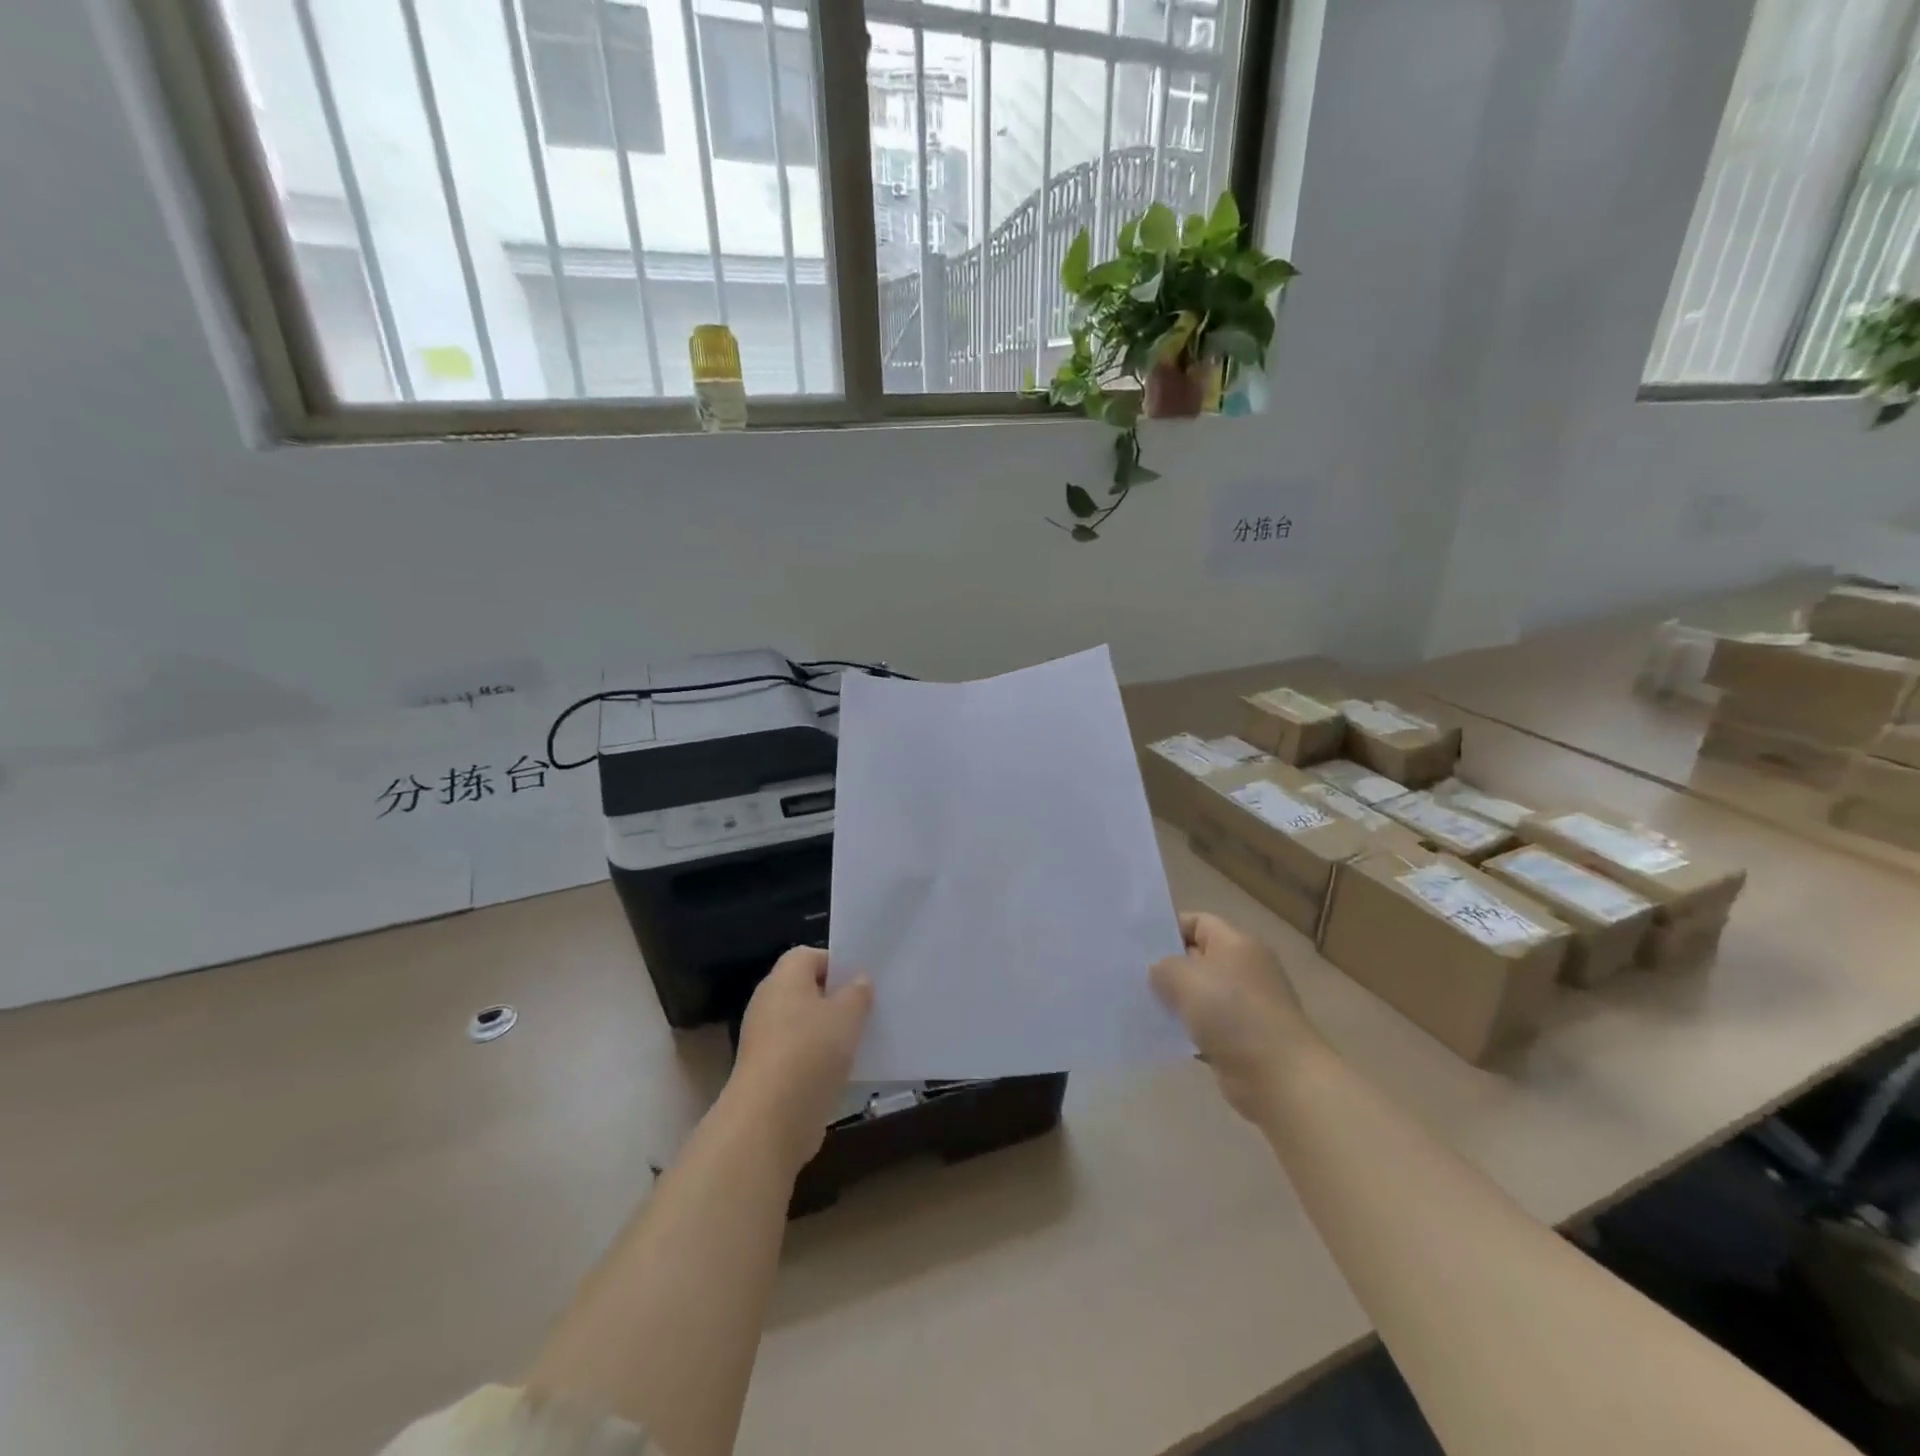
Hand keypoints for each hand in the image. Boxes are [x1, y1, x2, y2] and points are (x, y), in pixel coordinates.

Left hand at [730, 947, 873, 1174]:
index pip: (809, 955)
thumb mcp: (847, 1015)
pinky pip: (800, 1054)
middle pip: (806, 990)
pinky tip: (844, 1071)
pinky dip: (819, 1060)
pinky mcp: (768, 1073)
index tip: (862, 981)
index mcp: (784, 979)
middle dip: (836, 998)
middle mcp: (769, 1003)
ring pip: (805, 1025)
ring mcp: (765, 1040)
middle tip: (868, 1008)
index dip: (836, 963)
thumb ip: (857, 993)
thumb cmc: (811, 1052)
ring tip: (861, 1040)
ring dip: (829, 1032)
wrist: (770, 1120)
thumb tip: (858, 980)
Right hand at [1150, 912, 1319, 1124]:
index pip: (1198, 922)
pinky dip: (1188, 1029)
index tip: (1138, 944)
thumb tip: (1159, 971)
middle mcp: (1245, 970)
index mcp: (1237, 944)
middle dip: (1167, 966)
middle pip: (1198, 958)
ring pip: (1201, 994)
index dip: (1168, 928)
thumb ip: (1163, 967)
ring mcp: (1247, 1006)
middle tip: (1132, 974)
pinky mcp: (1244, 1039)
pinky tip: (1163, 1035)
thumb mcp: (1185, 979)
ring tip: (1141, 1005)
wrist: (1280, 1079)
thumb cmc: (1233, 1016)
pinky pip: (1208, 1026)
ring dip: (1176, 1001)